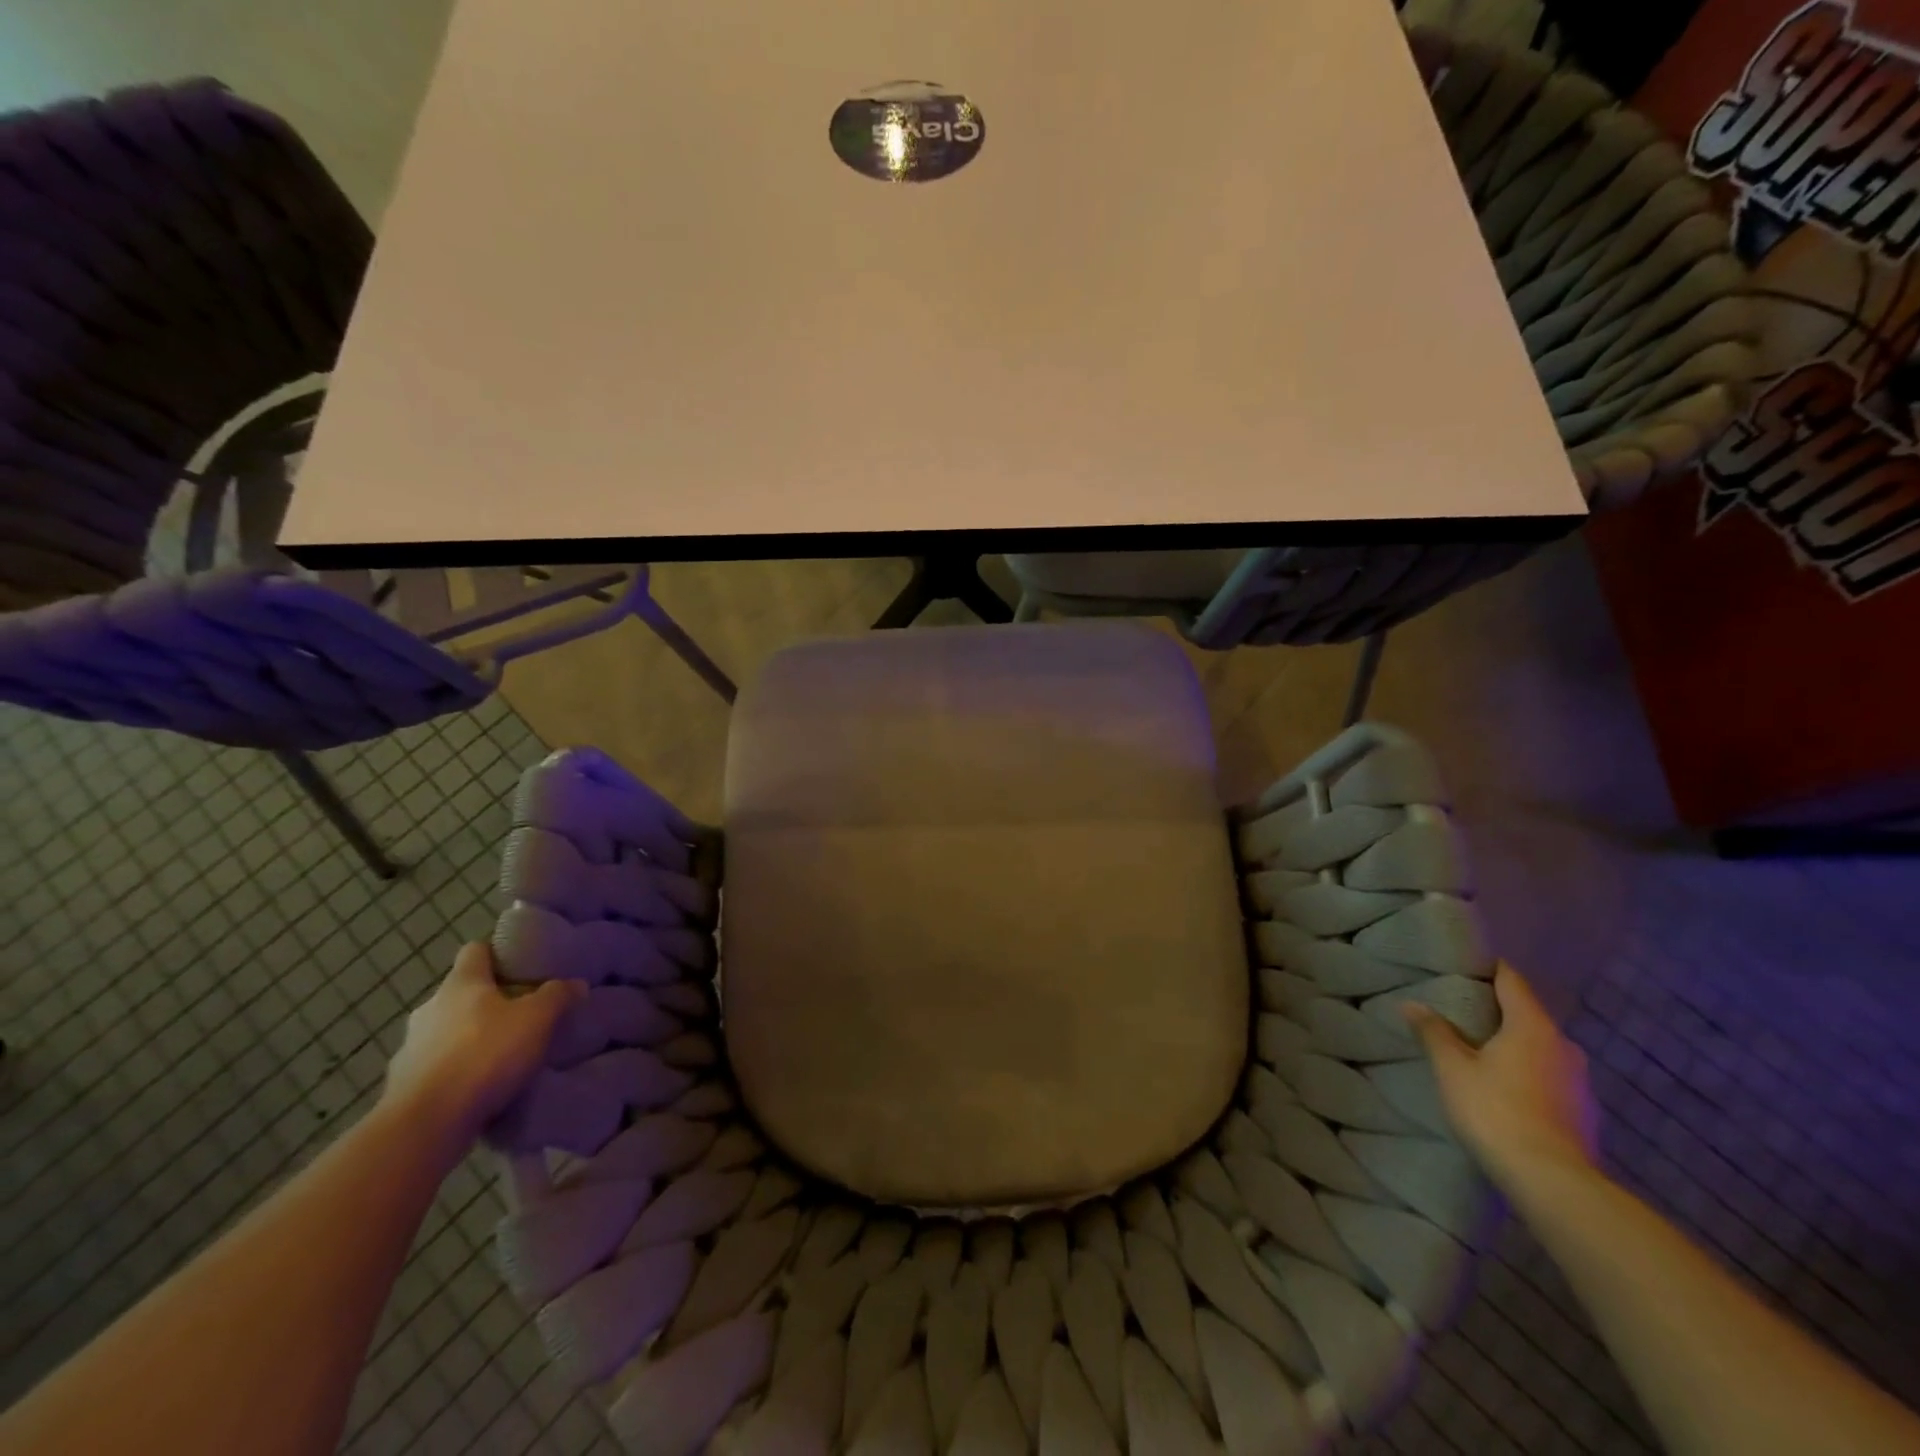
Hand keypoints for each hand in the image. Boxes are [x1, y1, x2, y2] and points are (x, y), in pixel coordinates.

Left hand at [382, 943, 585, 1146]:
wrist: (426, 1124)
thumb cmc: (485, 1055)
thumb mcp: (538, 1019)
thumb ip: (558, 996)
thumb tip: (576, 984)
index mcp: (461, 984)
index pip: (475, 950)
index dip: (497, 953)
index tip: (520, 965)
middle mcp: (429, 1008)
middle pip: (460, 993)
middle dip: (486, 1001)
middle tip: (519, 1014)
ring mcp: (410, 1048)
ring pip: (444, 1031)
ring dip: (467, 1038)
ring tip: (499, 1055)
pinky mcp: (401, 1086)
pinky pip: (434, 1068)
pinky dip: (453, 1072)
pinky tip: (476, 1087)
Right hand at [1405, 962, 1601, 1193]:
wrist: (1553, 1182)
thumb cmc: (1496, 1111)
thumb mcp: (1452, 1068)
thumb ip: (1434, 1032)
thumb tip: (1412, 1004)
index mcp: (1532, 1025)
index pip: (1511, 980)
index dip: (1488, 969)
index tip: (1463, 966)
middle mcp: (1563, 1044)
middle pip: (1527, 1013)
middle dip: (1497, 1009)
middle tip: (1460, 1010)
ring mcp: (1579, 1080)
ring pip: (1539, 1046)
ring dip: (1513, 1043)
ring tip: (1479, 1049)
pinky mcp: (1584, 1111)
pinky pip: (1549, 1075)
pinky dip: (1527, 1071)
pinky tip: (1505, 1087)